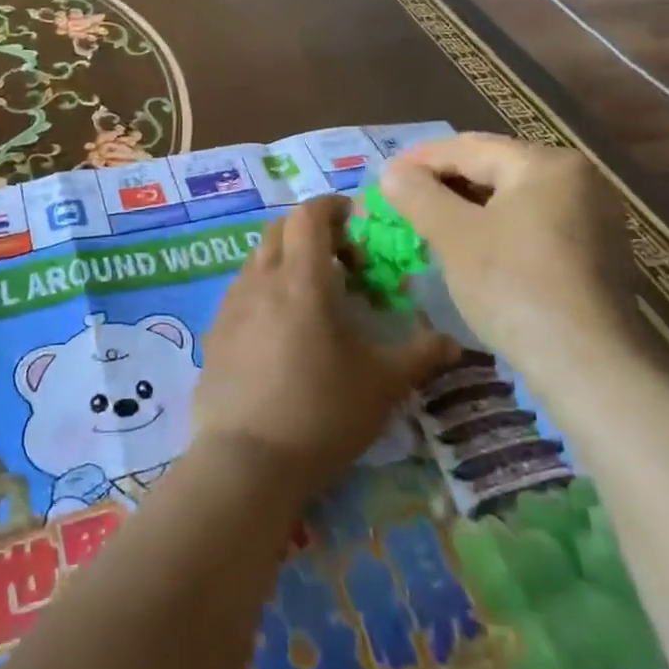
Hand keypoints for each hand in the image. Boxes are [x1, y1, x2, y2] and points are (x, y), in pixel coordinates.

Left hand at [191, 196, 458, 500]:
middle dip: (309, 231)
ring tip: (310, 296)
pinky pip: (241, 291)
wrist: (246, 462)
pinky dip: (264, 290)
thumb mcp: (382, 385)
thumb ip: (420, 355)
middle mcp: (260, 280)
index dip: (332, 207)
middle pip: (280, 230)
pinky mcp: (214, 332)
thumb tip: (454, 343)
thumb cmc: (322, 414)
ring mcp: (231, 305)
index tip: (355, 219)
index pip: (309, 215)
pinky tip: (279, 330)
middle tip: (340, 260)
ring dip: (284, 260)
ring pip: (258, 259)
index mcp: (301, 279)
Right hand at [380, 134, 641, 393]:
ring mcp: (593, 216)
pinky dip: (496, 229)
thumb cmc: (514, 287)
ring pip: (512, 198)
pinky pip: (532, 224)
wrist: (589, 366)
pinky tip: (471, 250)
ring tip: (429, 225)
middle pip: (493, 169)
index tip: (383, 178)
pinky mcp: (595, 253)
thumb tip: (392, 172)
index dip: (419, 161)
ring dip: (467, 208)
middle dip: (444, 184)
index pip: (468, 148)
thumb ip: (418, 195)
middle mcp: (577, 179)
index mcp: (545, 163)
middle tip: (402, 202)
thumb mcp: (454, 236)